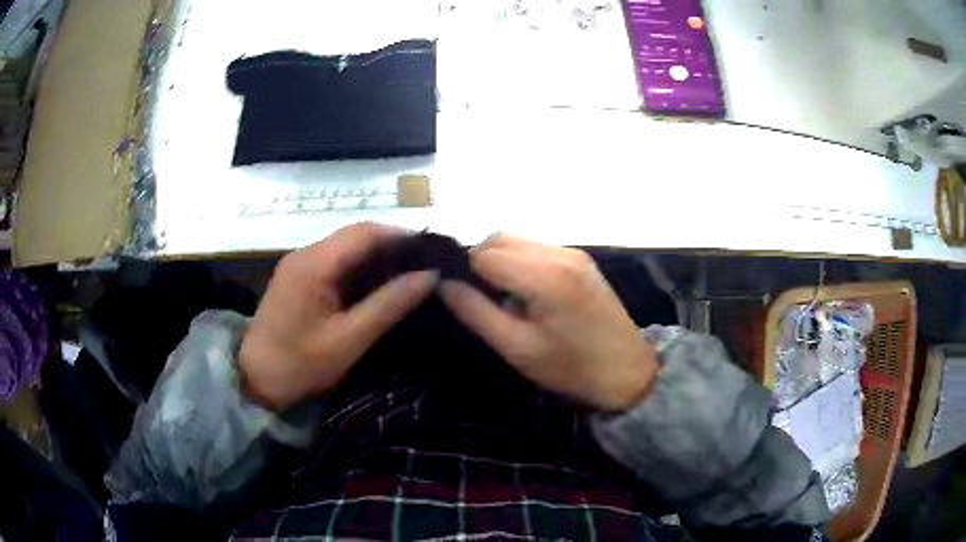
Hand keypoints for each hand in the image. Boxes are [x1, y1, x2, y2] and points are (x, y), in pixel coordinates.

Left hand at [239, 223, 434, 410]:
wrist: (254, 381)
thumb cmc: (299, 365)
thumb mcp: (348, 340)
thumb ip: (388, 305)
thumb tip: (429, 276)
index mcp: (314, 264)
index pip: (365, 232)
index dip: (401, 236)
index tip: (433, 253)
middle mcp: (305, 254)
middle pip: (356, 236)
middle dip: (393, 247)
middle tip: (426, 268)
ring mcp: (299, 265)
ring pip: (347, 249)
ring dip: (378, 259)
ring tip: (410, 278)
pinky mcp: (298, 279)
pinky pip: (335, 264)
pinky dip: (361, 272)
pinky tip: (378, 289)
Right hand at [439, 234, 657, 411]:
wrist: (627, 370)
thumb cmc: (571, 367)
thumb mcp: (517, 348)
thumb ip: (476, 312)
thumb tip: (443, 284)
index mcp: (544, 276)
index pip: (483, 254)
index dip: (466, 273)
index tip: (465, 300)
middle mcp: (559, 253)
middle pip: (499, 239)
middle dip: (481, 263)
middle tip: (483, 300)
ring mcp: (572, 252)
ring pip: (517, 240)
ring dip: (500, 261)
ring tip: (505, 298)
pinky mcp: (580, 258)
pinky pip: (536, 248)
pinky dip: (520, 262)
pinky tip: (527, 292)